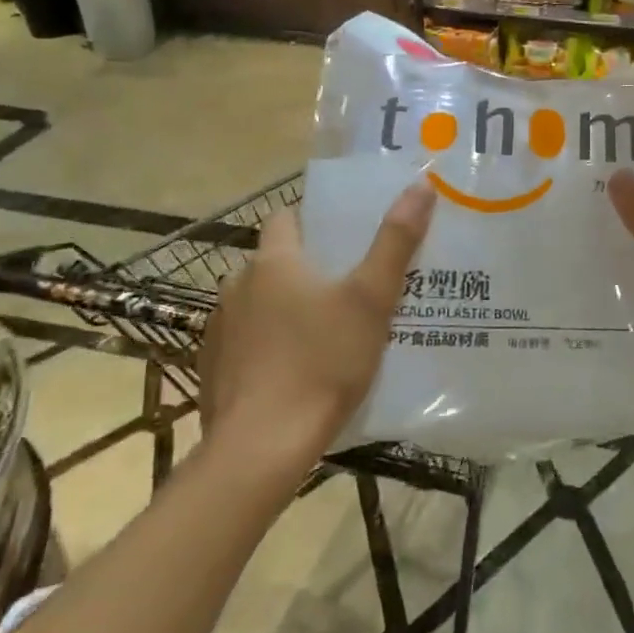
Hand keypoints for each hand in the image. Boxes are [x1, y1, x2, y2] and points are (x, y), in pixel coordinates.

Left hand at [195, 180, 435, 464]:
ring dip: (283, 308)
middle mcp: (237, 285)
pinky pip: (244, 342)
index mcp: (274, 262)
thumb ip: (395, 242)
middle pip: (274, 262)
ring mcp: (219, 329)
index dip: (313, 220)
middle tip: (348, 287)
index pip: (285, 218)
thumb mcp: (371, 300)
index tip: (344, 237)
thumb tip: (421, 185)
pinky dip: (265, 346)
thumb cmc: (321, 362)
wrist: (261, 447)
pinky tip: (292, 371)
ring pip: (258, 303)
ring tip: (324, 331)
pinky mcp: (212, 368)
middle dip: (306, 269)